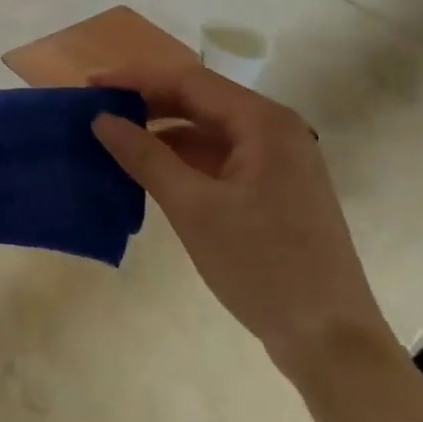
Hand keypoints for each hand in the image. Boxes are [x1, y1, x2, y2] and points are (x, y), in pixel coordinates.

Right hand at [90, 63, 391, 378]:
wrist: (331, 342)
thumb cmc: (262, 266)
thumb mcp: (193, 208)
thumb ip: (145, 156)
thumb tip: (101, 119)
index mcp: (263, 122)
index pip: (188, 81)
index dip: (135, 79)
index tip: (90, 85)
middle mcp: (274, 129)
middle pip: (200, 100)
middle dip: (147, 103)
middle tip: (98, 110)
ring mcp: (278, 160)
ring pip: (208, 130)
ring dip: (163, 132)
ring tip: (116, 139)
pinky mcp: (275, 188)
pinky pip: (220, 157)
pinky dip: (184, 159)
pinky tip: (151, 171)